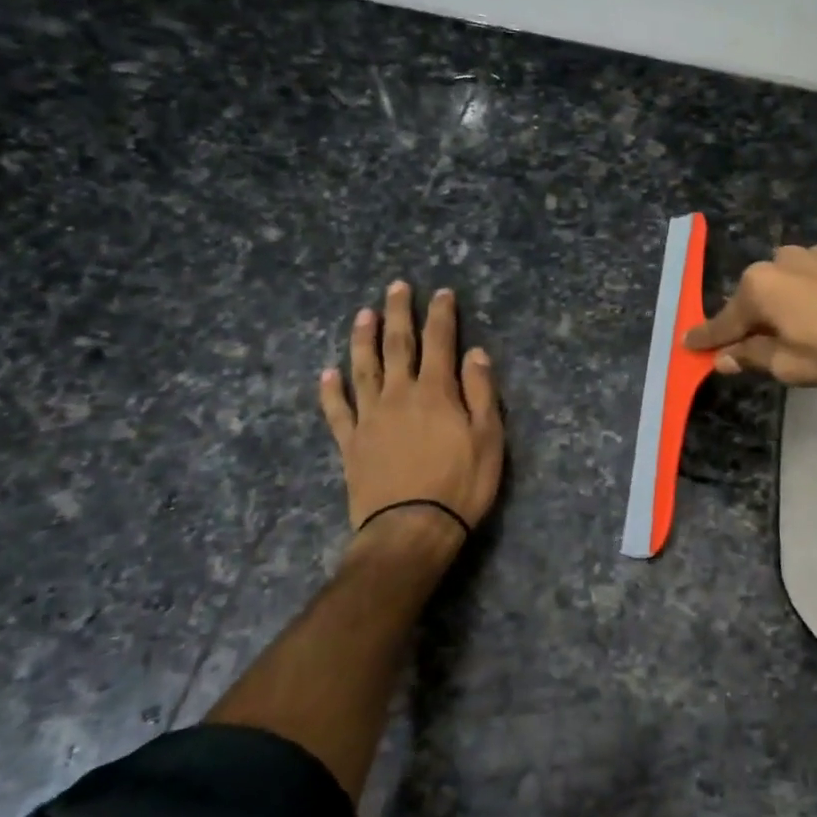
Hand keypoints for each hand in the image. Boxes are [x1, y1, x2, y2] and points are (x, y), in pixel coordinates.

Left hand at [319, 282, 505, 538]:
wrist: (410, 529)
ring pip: (363, 368)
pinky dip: (331, 390)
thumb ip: (481, 393)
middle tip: (396, 286)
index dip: (441, 315)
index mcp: (436, 392)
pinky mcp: (351, 443)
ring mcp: (370, 418)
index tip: (441, 292)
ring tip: (363, 314)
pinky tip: (328, 373)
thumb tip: (474, 353)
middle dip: (399, 314)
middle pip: (397, 345)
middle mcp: (399, 395)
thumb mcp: (488, 438)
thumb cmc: (460, 484)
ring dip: (363, 339)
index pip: (439, 342)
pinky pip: (337, 410)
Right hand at [685, 240, 816, 389]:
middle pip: (758, 294)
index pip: (724, 321)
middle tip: (766, 342)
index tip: (689, 344)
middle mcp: (783, 260)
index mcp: (761, 288)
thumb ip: (752, 357)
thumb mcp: (793, 367)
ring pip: (793, 278)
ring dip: (794, 298)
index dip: (707, 337)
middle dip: (757, 317)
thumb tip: (723, 358)